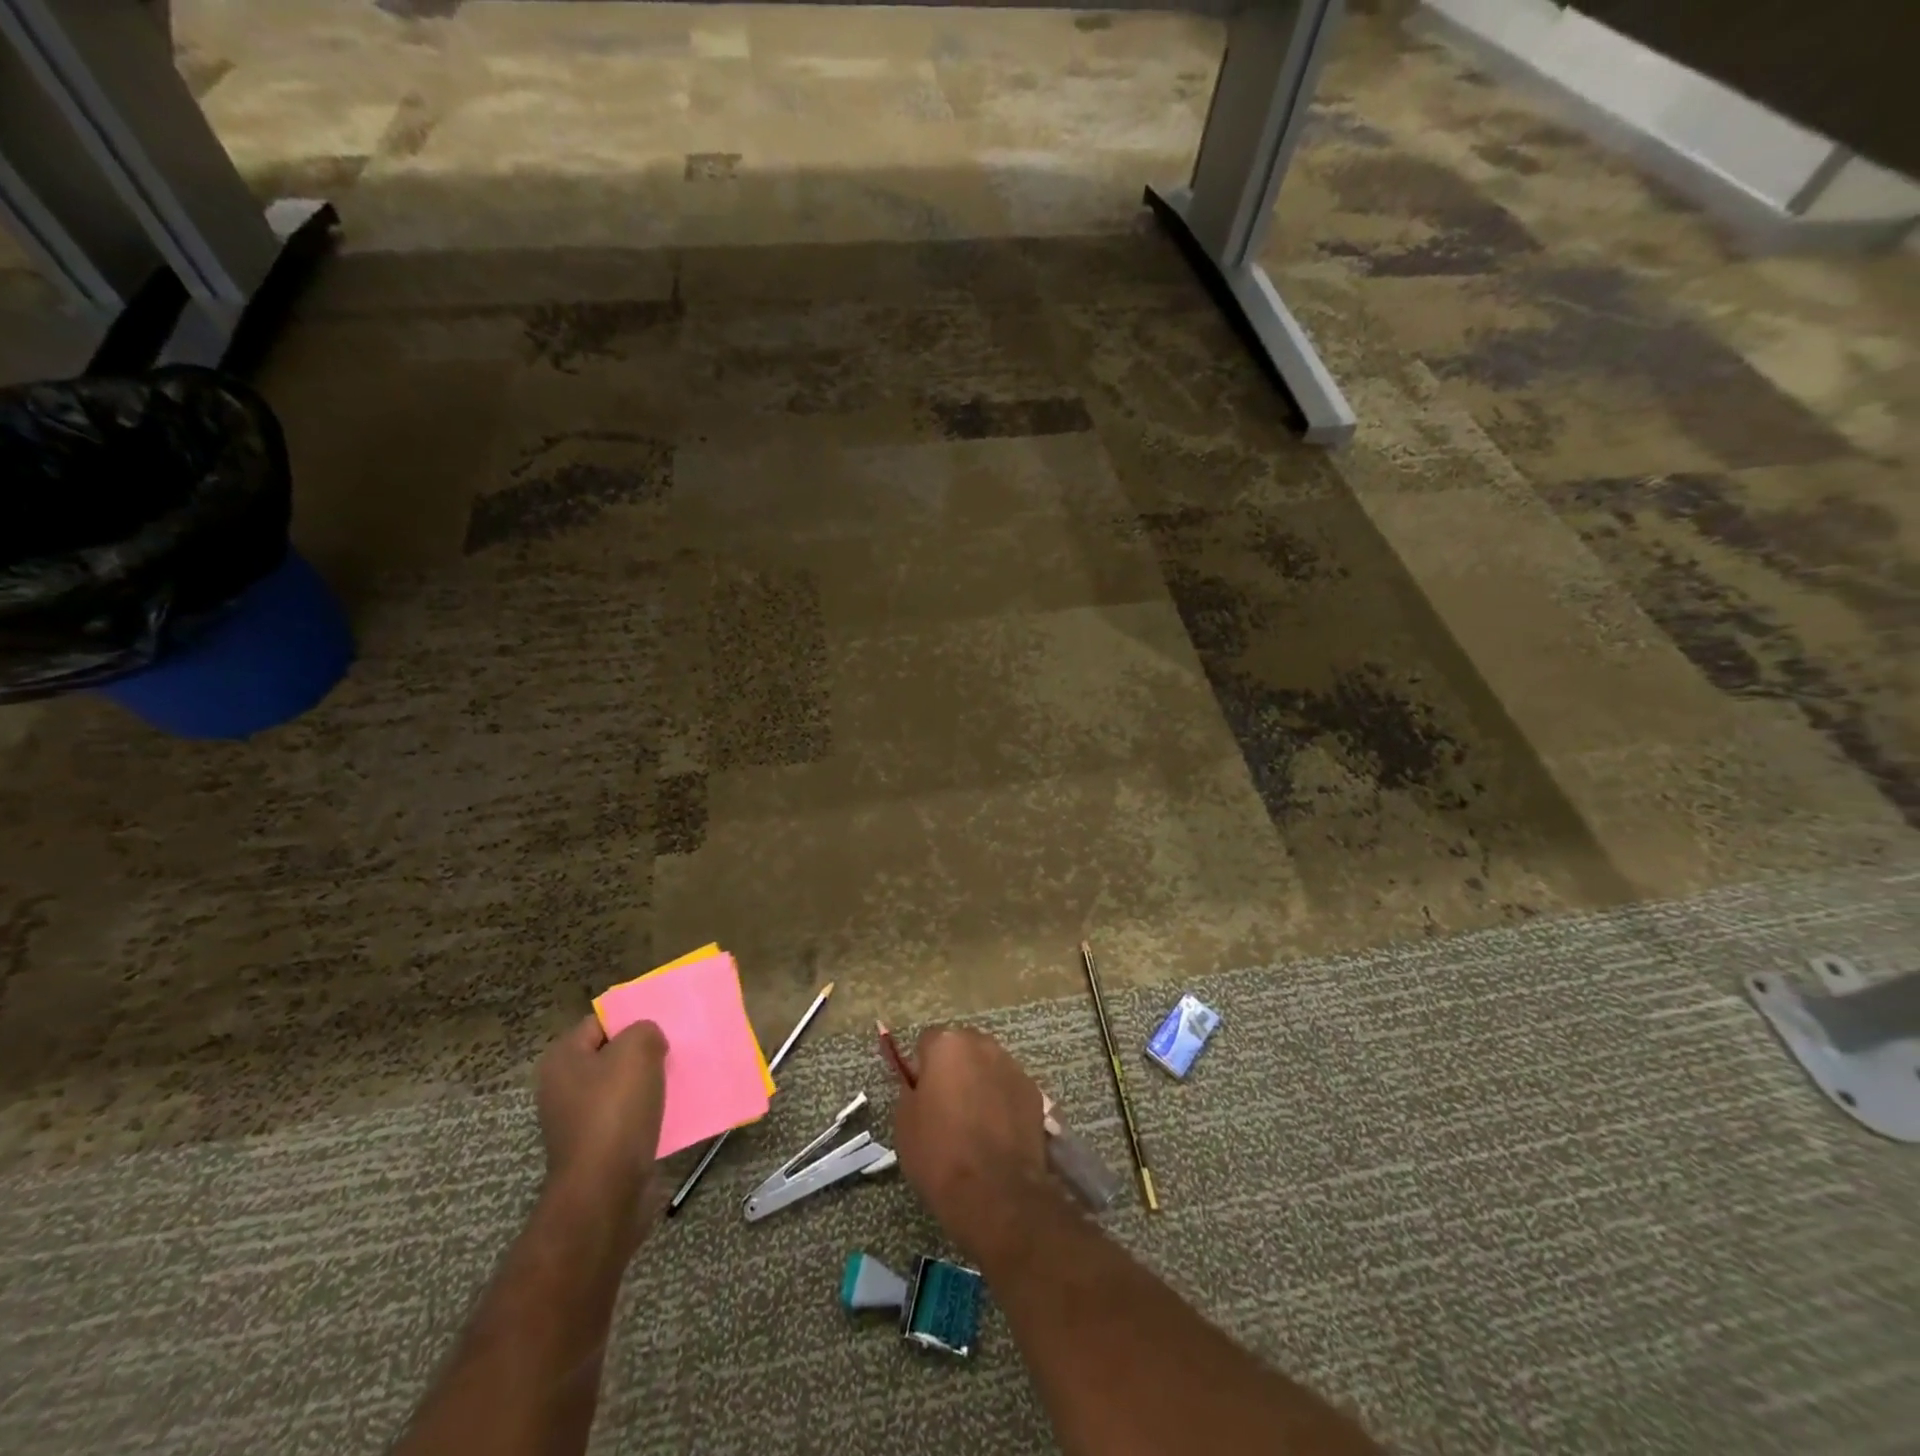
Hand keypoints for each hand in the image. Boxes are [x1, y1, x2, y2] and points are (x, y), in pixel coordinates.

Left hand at [536, 1015, 668, 1251]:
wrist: (606, 1190)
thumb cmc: (616, 1111)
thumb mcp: (638, 1049)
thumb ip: (645, 1030)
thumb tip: (648, 1042)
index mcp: (562, 1058)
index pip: (601, 1022)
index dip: (632, 1018)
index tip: (663, 1023)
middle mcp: (562, 1087)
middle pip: (612, 1054)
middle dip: (644, 1051)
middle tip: (675, 1048)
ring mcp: (577, 1120)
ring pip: (623, 1086)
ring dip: (650, 1082)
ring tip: (679, 1077)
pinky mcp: (597, 1147)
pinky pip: (628, 1116)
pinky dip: (649, 1111)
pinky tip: (672, 1109)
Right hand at [892, 1026, 1051, 1266]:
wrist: (994, 1191)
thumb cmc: (939, 1153)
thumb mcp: (905, 1121)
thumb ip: (912, 1089)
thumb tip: (922, 1083)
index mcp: (946, 1044)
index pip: (927, 1042)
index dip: (922, 1068)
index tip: (921, 1094)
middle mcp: (982, 1044)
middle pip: (962, 1048)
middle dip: (955, 1069)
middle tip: (947, 1106)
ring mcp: (1012, 1066)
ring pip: (988, 1066)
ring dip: (980, 1082)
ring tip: (975, 1122)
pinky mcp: (1034, 1091)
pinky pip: (1009, 1088)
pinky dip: (1003, 1101)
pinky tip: (998, 1132)